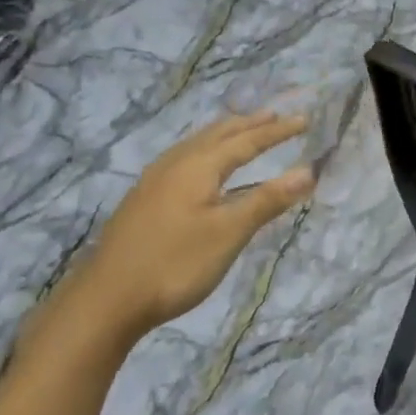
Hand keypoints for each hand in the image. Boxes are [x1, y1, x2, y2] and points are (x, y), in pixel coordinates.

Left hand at [38, 112, 313, 358]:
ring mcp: (154, 181)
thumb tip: (307, 171)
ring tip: (240, 130)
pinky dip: (204, 150)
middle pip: (217, 135)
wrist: (108, 299)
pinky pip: (182, 158)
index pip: (246, 141)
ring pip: (196, 145)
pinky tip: (200, 167)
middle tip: (274, 116)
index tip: (304, 120)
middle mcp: (174, 164)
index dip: (277, 131)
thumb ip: (267, 200)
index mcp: (197, 167)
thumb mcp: (228, 233)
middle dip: (248, 124)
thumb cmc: (176, 264)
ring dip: (224, 134)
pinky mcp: (143, 200)